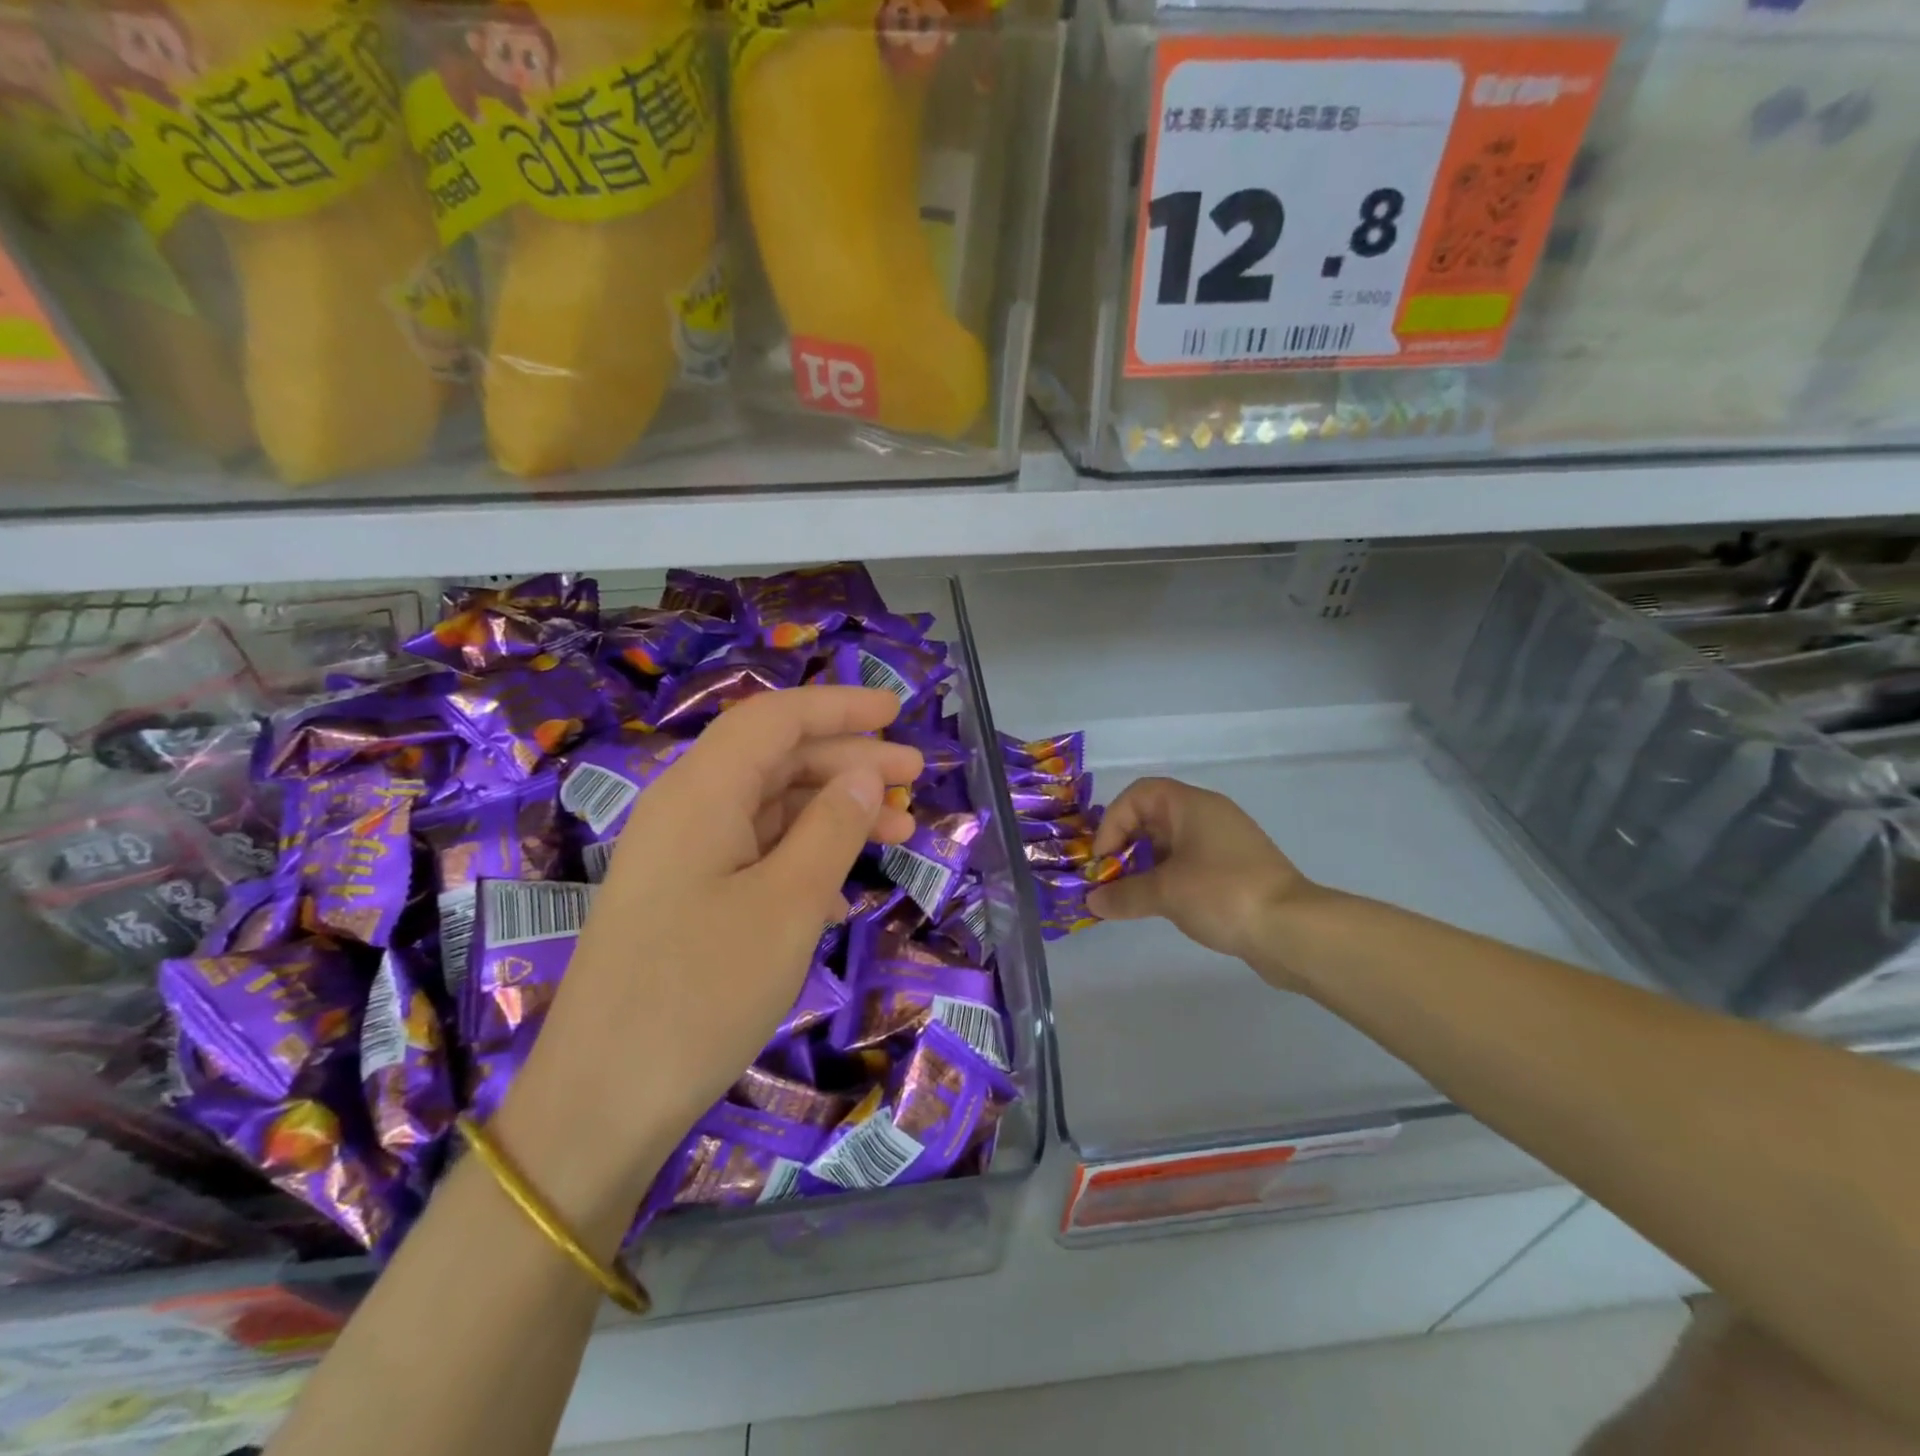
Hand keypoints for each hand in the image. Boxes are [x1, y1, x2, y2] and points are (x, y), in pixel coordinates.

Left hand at [496, 687, 921, 1229]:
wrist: (600, 1103)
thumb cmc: (702, 993)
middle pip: (774, 758)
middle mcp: (684, 809)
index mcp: (701, 793)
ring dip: (833, 810)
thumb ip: (832, 829)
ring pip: (767, 806)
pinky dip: (803, 853)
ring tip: (899, 831)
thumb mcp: (789, 905)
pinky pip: (752, 851)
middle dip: (848, 760)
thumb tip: (866, 775)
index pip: (775, 719)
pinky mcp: (681, 897)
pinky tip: (842, 886)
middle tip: (913, 777)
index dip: (838, 706)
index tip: (896, 711)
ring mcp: (679, 856)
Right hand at [1085, 777, 1317, 987]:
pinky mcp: (1236, 871)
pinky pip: (1190, 864)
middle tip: (1110, 880)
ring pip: (1171, 844)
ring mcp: (1225, 844)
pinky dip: (1168, 879)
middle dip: (1125, 846)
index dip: (1113, 821)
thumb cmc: (1222, 894)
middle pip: (1153, 818)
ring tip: (1130, 897)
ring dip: (1145, 866)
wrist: (1293, 930)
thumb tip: (1093, 901)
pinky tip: (1161, 906)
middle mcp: (1209, 816)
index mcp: (1192, 806)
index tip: (1104, 859)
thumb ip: (1123, 895)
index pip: (1139, 794)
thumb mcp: (1165, 893)